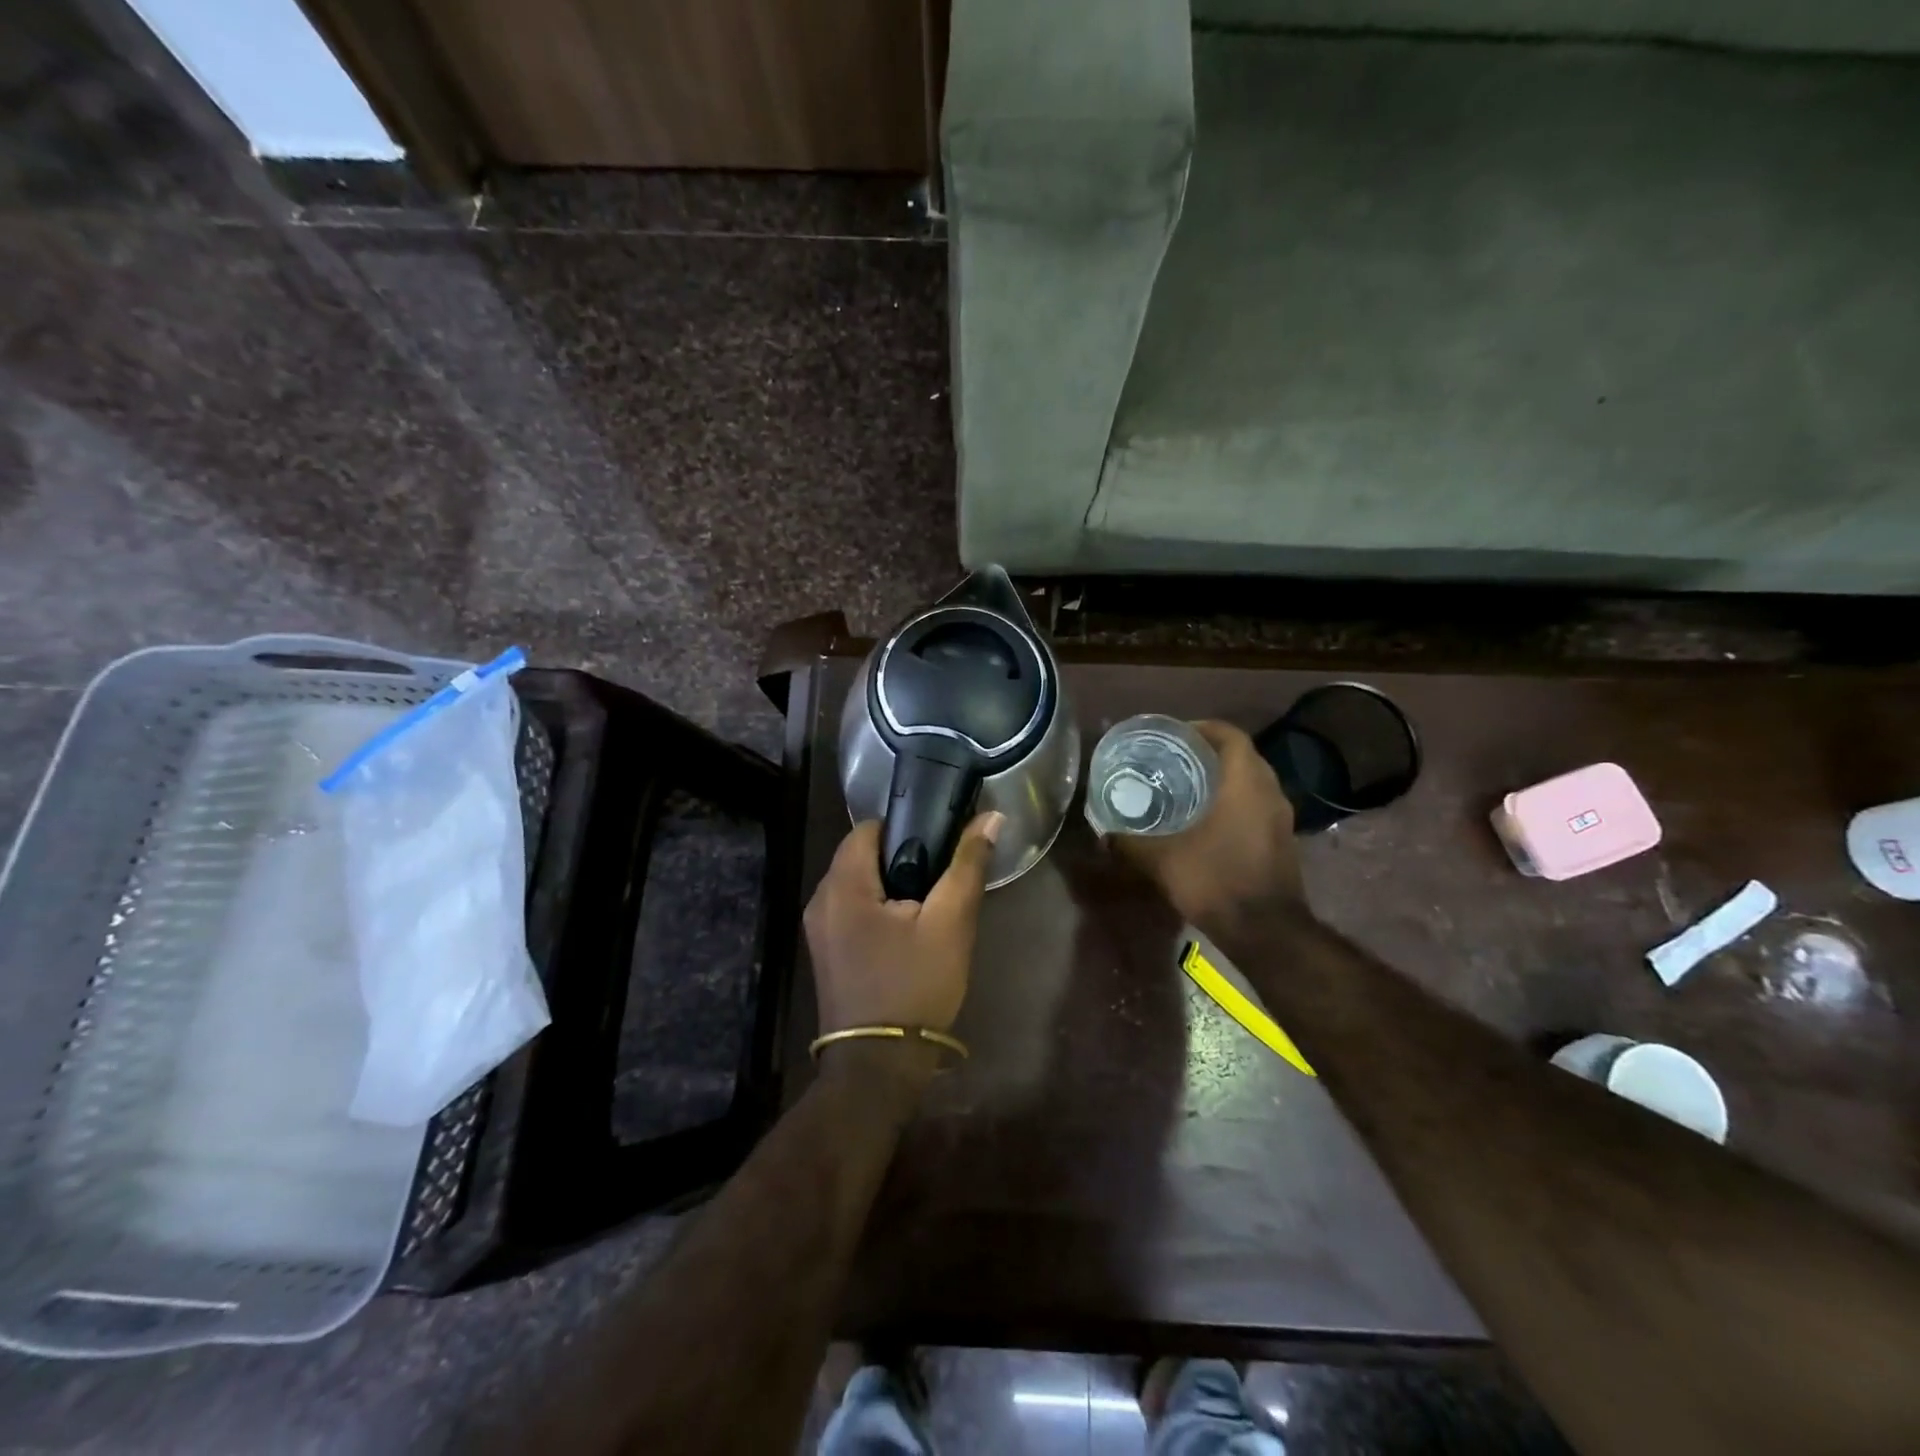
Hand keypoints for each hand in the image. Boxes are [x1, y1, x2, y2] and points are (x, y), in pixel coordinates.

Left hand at [804, 812, 1003, 1040]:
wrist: (879, 1066)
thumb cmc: (914, 987)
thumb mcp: (950, 923)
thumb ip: (967, 865)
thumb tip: (991, 817)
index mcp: (842, 885)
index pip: (869, 828)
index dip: (906, 827)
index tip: (939, 842)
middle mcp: (820, 901)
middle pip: (862, 856)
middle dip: (902, 859)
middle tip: (942, 877)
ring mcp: (819, 930)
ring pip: (859, 885)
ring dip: (892, 886)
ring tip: (931, 904)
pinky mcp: (826, 953)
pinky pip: (853, 912)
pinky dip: (879, 909)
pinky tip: (909, 931)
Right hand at [1111, 720, 1306, 931]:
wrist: (1266, 932)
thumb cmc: (1215, 881)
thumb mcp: (1161, 860)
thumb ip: (1130, 843)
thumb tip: (1103, 835)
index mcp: (1245, 783)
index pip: (1231, 735)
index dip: (1203, 728)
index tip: (1175, 736)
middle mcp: (1270, 792)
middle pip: (1242, 756)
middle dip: (1210, 753)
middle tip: (1174, 759)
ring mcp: (1281, 818)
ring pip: (1252, 782)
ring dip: (1224, 778)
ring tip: (1186, 787)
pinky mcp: (1283, 840)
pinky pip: (1258, 805)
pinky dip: (1234, 802)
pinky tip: (1207, 820)